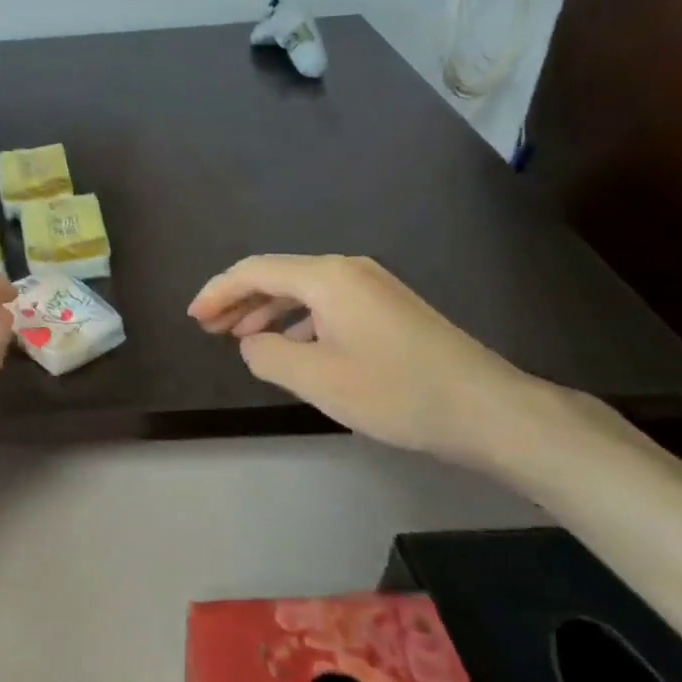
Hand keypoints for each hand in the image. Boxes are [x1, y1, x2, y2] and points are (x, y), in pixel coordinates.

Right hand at [188, 254, 549, 465]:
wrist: (488, 410)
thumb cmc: (395, 391)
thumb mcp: (317, 378)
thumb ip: (267, 355)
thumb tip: (252, 343)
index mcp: (327, 277)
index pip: (255, 271)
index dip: (217, 291)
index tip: (193, 318)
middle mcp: (347, 270)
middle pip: (277, 275)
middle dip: (238, 300)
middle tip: (208, 328)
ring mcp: (372, 287)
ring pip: (302, 291)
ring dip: (266, 311)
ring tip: (240, 338)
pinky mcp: (388, 308)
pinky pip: (326, 304)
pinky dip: (297, 321)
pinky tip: (292, 347)